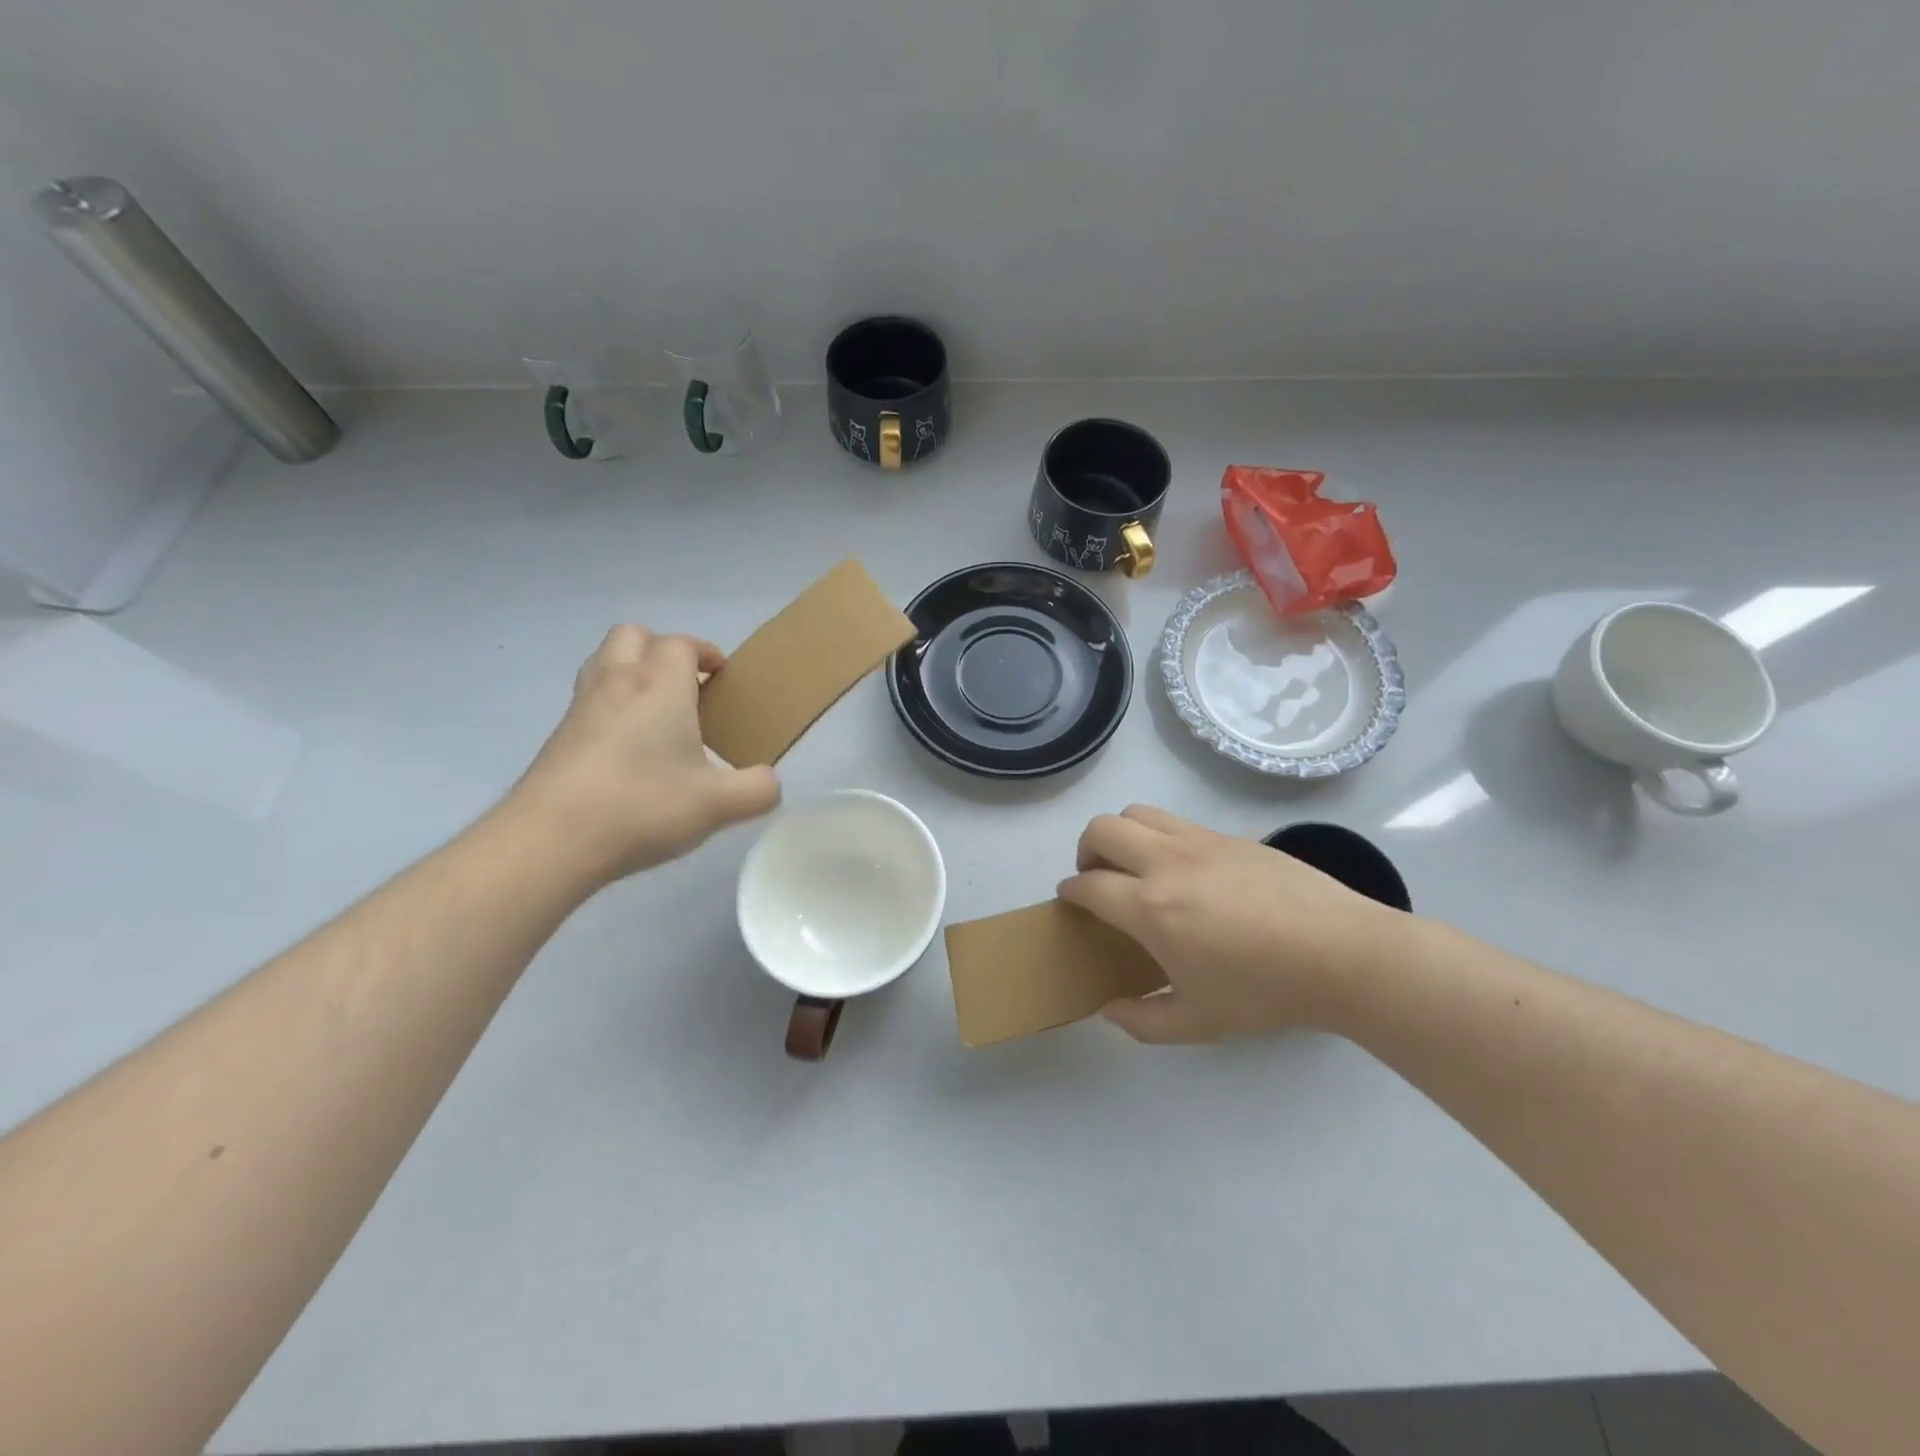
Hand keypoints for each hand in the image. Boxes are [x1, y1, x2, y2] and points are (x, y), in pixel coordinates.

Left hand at [504, 625, 779, 887]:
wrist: (551, 839)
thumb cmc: (643, 806)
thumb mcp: (720, 805)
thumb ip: (758, 789)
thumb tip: (768, 781)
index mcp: (660, 686)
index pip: (680, 644)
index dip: (704, 653)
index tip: (721, 677)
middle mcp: (617, 683)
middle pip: (634, 636)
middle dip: (662, 650)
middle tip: (686, 687)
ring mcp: (581, 708)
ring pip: (604, 662)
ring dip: (631, 671)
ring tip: (656, 712)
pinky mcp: (558, 737)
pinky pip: (588, 700)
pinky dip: (610, 706)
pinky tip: (627, 749)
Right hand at [1057, 805, 1411, 1042]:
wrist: (1343, 954)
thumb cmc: (1266, 992)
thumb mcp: (1199, 1022)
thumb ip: (1143, 1021)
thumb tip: (1110, 1011)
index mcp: (1151, 908)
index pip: (1089, 886)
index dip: (1070, 892)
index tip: (1070, 901)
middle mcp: (1166, 864)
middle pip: (1102, 830)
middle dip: (1086, 850)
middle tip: (1098, 878)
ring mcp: (1200, 842)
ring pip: (1137, 813)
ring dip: (1120, 833)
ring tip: (1134, 864)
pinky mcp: (1230, 836)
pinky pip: (1177, 822)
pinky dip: (1159, 836)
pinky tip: (1183, 869)